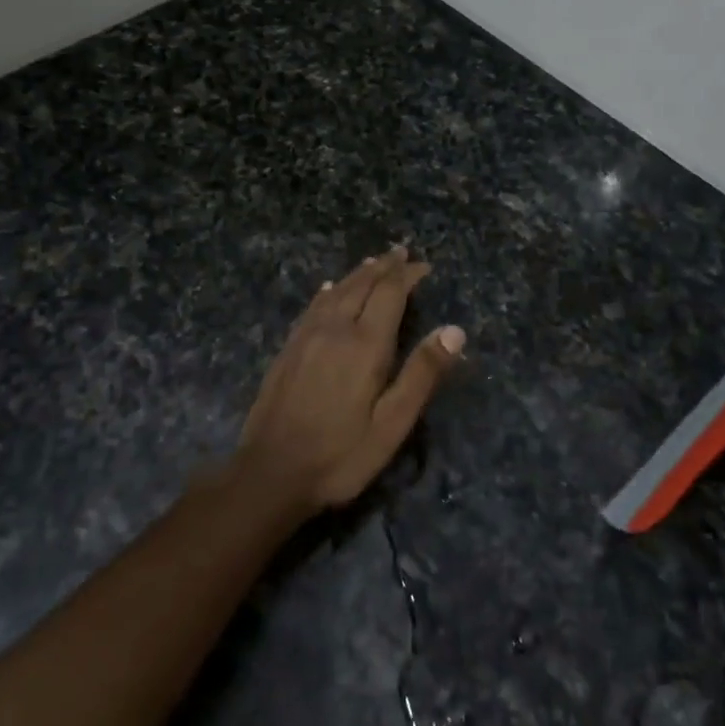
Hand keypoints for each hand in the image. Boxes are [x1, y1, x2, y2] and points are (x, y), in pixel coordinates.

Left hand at [235, 247, 466, 511]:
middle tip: (400, 252)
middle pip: (362, 285)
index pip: (390, 293)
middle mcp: (335, 329)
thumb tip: (454, 330)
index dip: (407, 275)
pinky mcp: (288, 349)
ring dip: (358, 274)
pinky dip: (328, 292)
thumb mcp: (392, 424)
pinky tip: (329, 290)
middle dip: (384, 267)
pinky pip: (313, 307)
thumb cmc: (340, 455)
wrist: (270, 473)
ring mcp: (306, 337)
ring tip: (372, 263)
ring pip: (336, 292)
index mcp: (365, 344)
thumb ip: (422, 374)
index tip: (424, 265)